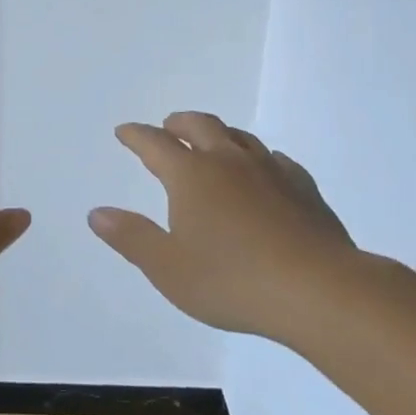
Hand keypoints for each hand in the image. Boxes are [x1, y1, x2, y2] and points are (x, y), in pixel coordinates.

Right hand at [88, 112, 355, 336]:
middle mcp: (228, 161)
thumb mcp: (168, 268)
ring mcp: (269, 171)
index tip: (124, 131)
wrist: (318, 291)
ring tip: (211, 142)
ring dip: (218, 133)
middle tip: (167, 126)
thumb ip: (131, 237)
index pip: (154, 144)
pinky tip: (264, 169)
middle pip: (199, 126)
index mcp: (190, 176)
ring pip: (239, 137)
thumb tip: (96, 213)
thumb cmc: (233, 281)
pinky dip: (259, 157)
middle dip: (178, 123)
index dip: (135, 135)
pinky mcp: (303, 188)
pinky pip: (276, 160)